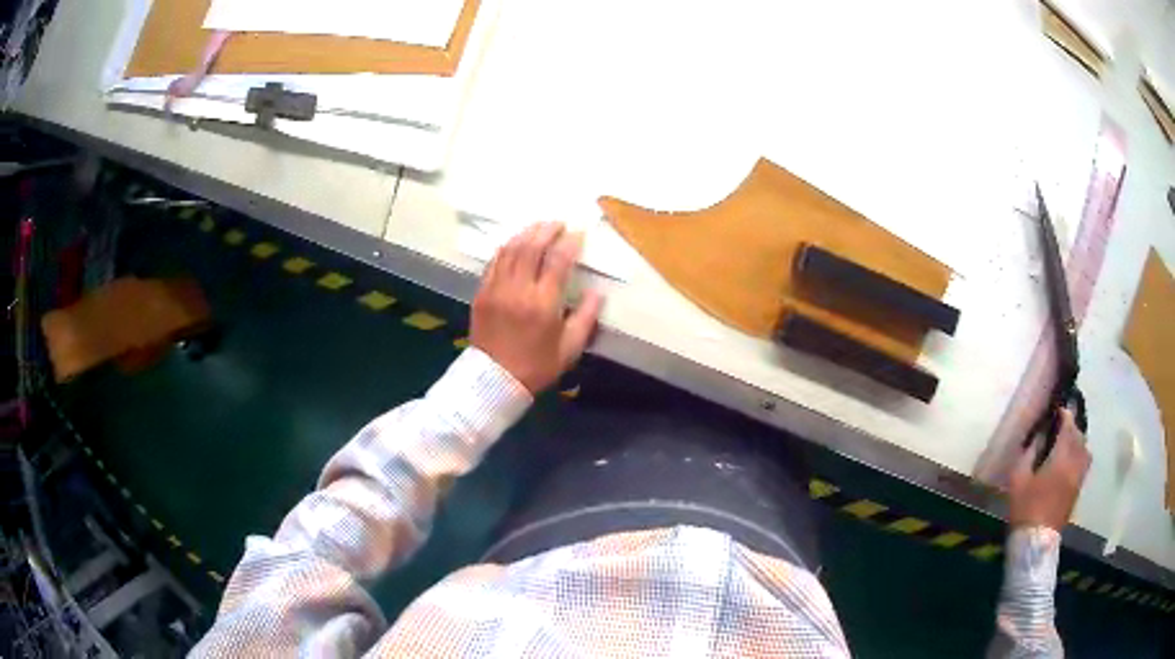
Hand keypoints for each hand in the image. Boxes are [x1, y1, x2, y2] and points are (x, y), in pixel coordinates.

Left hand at [471, 222, 603, 393]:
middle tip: (559, 224)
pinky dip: (507, 248)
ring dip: (526, 234)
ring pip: (510, 250)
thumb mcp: (570, 348)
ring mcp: (496, 289)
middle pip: (531, 247)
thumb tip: (597, 293)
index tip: (578, 235)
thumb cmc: (536, 366)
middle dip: (547, 230)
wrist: (493, 381)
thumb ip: (586, 318)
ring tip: (539, 228)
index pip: (558, 261)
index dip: (570, 243)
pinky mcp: (482, 293)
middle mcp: (518, 290)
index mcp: (543, 304)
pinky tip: (515, 244)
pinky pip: (494, 262)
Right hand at [1008, 410, 1091, 531]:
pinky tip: (1070, 461)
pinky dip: (1080, 455)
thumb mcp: (1018, 480)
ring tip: (1068, 442)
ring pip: (1085, 449)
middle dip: (1072, 426)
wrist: (1035, 543)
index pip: (1068, 425)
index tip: (1056, 409)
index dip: (1064, 414)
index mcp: (1061, 457)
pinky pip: (1084, 464)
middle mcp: (1075, 463)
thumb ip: (1027, 454)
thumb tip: (1036, 438)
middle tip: (1061, 424)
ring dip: (1078, 441)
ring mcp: (1079, 478)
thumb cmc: (1026, 509)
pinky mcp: (1077, 490)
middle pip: (1079, 435)